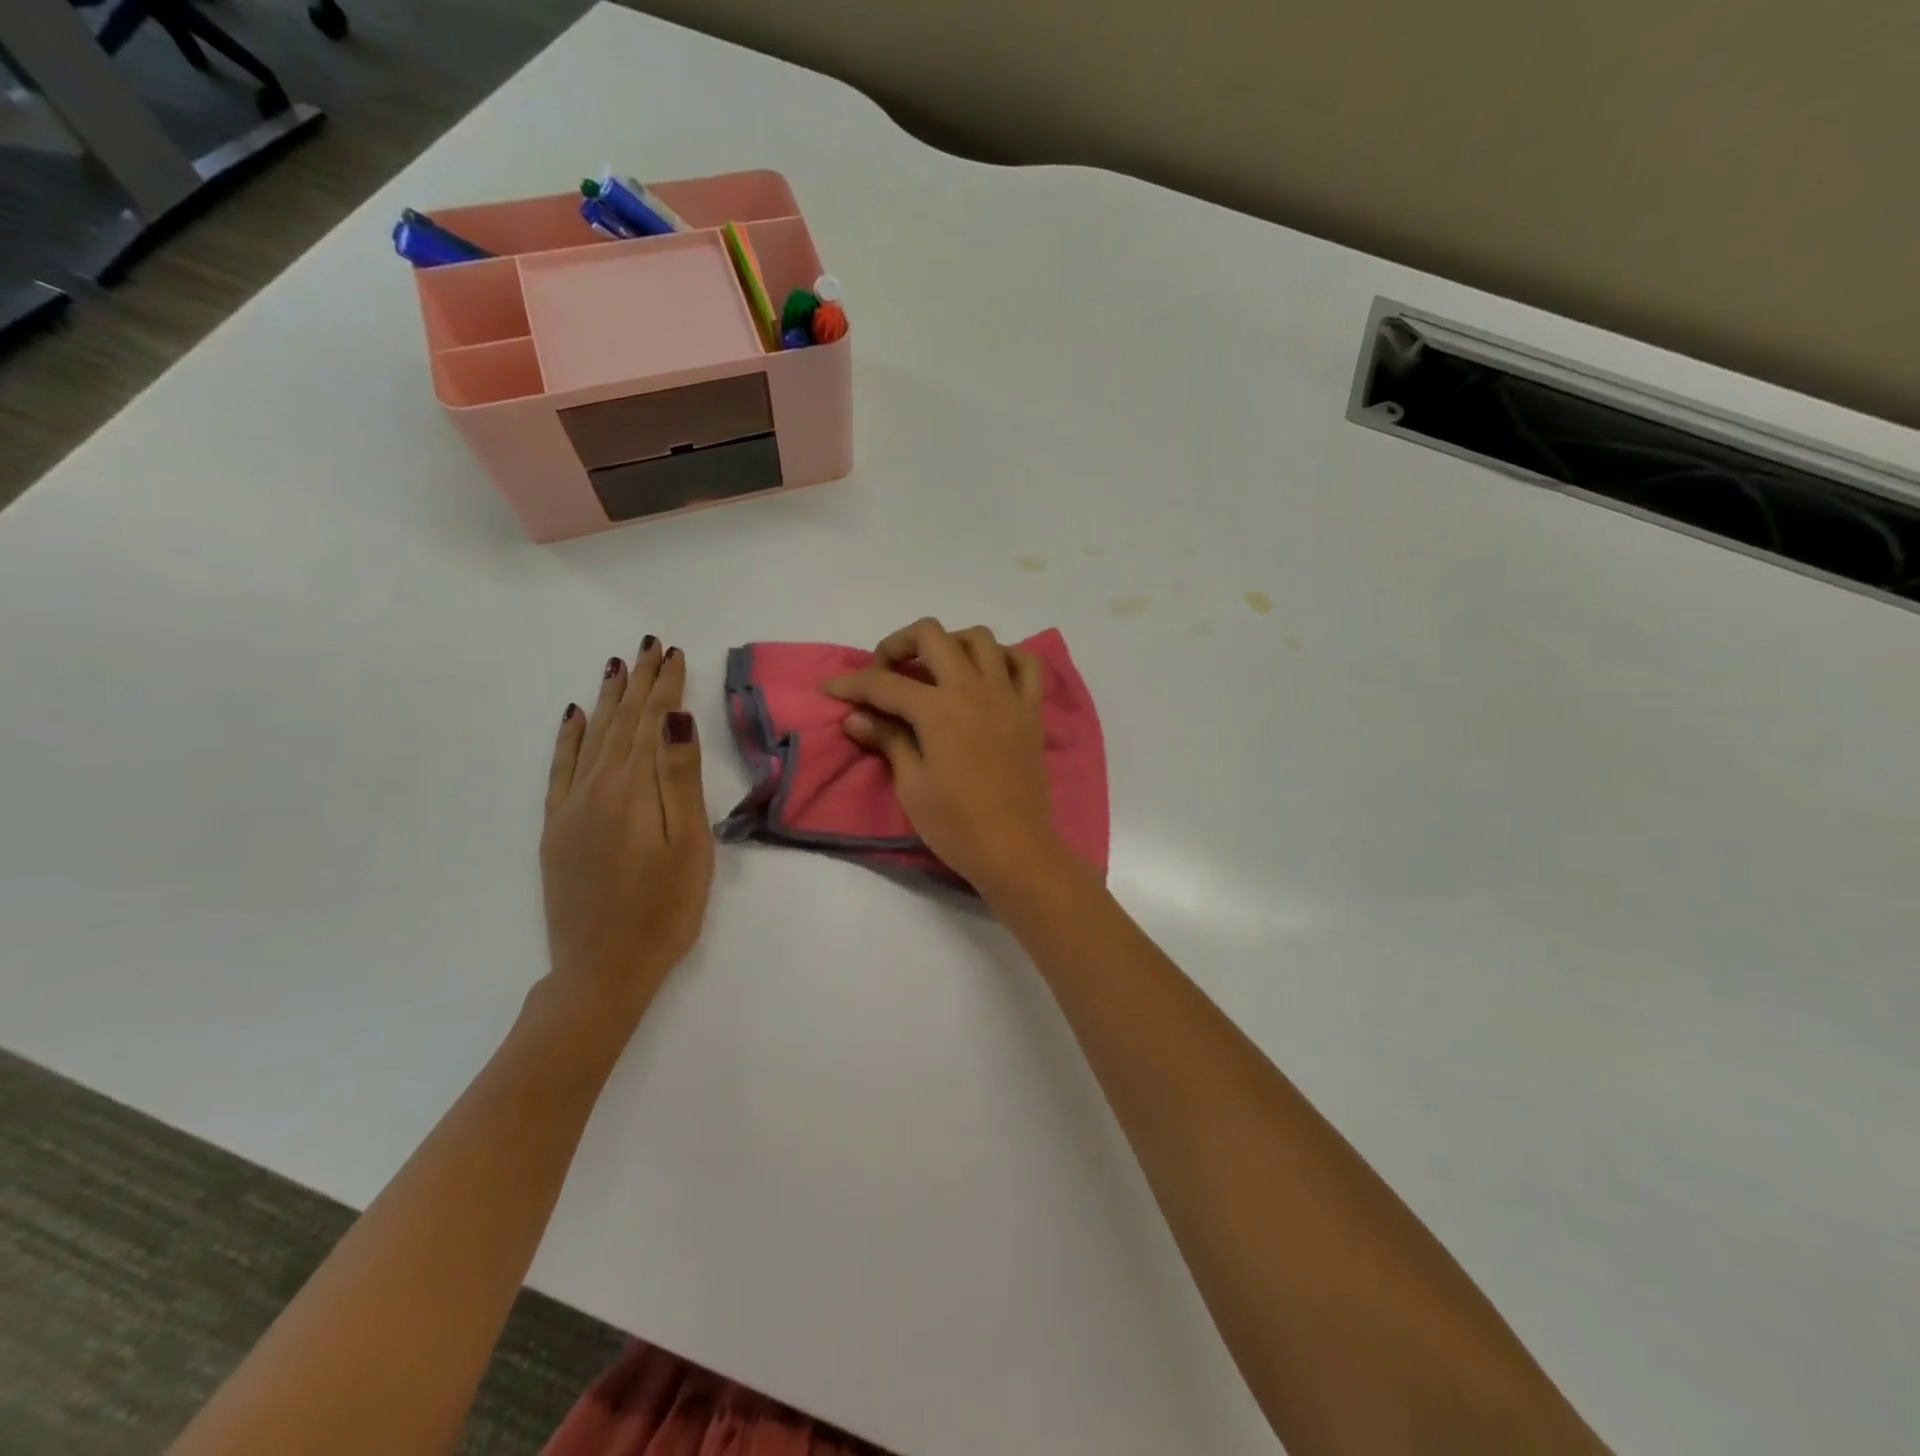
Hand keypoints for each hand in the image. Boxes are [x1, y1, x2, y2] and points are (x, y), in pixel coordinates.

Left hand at [541, 639, 712, 1026]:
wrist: (602, 970)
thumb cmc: (664, 910)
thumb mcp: (688, 846)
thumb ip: (679, 780)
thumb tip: (675, 719)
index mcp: (632, 790)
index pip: (651, 724)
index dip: (664, 687)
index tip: (674, 653)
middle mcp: (595, 788)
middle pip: (620, 723)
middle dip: (638, 683)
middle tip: (649, 646)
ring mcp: (569, 808)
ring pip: (591, 739)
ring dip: (607, 701)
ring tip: (617, 667)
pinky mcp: (556, 829)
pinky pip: (559, 769)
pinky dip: (567, 738)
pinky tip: (574, 716)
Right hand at [825, 619, 1062, 891]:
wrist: (1015, 850)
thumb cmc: (957, 826)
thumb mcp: (912, 786)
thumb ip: (888, 741)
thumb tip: (856, 718)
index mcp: (939, 710)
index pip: (885, 683)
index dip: (852, 684)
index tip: (831, 688)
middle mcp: (973, 689)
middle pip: (931, 635)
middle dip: (898, 644)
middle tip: (884, 673)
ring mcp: (1007, 695)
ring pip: (979, 638)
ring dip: (950, 643)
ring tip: (934, 670)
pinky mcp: (1031, 710)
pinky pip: (1026, 663)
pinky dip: (1003, 657)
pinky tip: (986, 674)